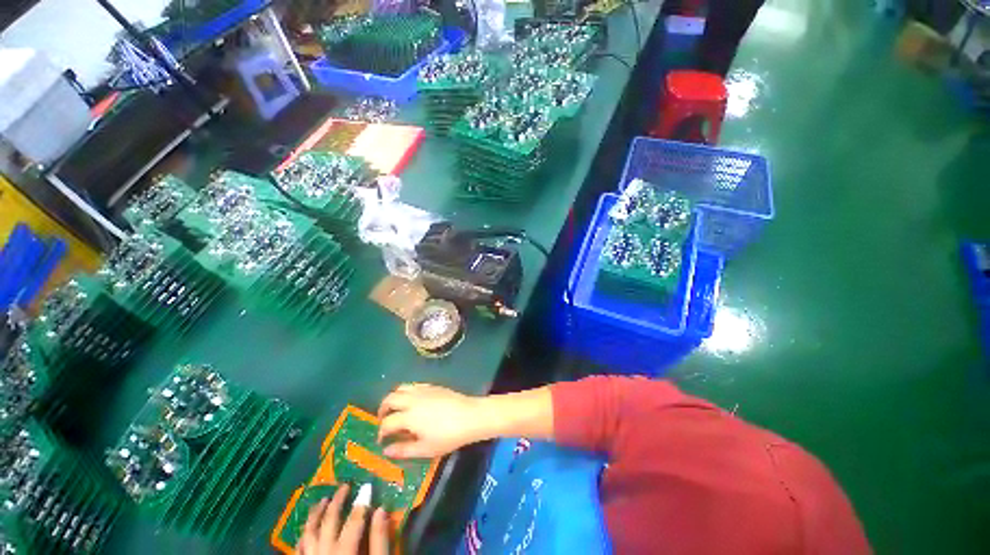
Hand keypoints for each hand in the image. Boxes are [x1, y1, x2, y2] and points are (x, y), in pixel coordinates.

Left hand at [297, 484, 388, 554]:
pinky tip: (307, 529)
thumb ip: (380, 541)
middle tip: (344, 486)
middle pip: (328, 522)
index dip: (361, 502)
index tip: (367, 487)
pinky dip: (303, 535)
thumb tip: (381, 510)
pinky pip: (298, 549)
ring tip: (322, 500)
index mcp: (345, 552)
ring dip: (315, 514)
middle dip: (337, 501)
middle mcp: (323, 554)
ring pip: (308, 533)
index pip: (354, 520)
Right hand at [377, 383, 484, 458]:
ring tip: (396, 409)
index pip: (387, 422)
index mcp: (409, 416)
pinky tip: (412, 401)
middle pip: (390, 399)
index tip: (382, 440)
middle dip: (382, 409)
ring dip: (393, 398)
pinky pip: (414, 385)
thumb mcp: (426, 449)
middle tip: (383, 421)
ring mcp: (423, 390)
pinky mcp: (433, 386)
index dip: (381, 432)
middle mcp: (413, 399)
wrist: (470, 416)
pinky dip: (407, 392)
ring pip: (401, 388)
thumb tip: (386, 451)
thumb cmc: (448, 436)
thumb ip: (404, 450)